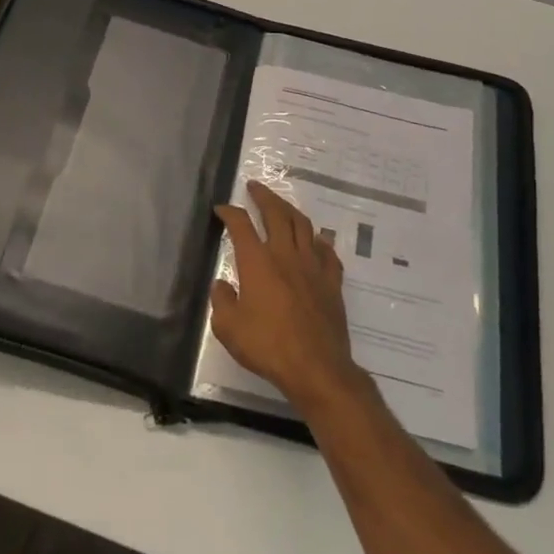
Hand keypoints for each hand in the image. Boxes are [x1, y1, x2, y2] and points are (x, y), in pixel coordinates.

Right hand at [211, 181, 364, 412]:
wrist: (316, 367)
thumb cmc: (267, 346)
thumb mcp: (228, 328)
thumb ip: (222, 301)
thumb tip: (222, 285)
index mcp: (257, 262)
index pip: (241, 225)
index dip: (229, 213)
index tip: (221, 209)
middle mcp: (286, 255)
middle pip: (277, 213)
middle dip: (264, 196)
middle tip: (256, 187)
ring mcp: (313, 266)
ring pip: (304, 226)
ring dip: (290, 210)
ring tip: (282, 206)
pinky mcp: (332, 282)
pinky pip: (327, 253)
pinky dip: (319, 242)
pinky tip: (317, 241)